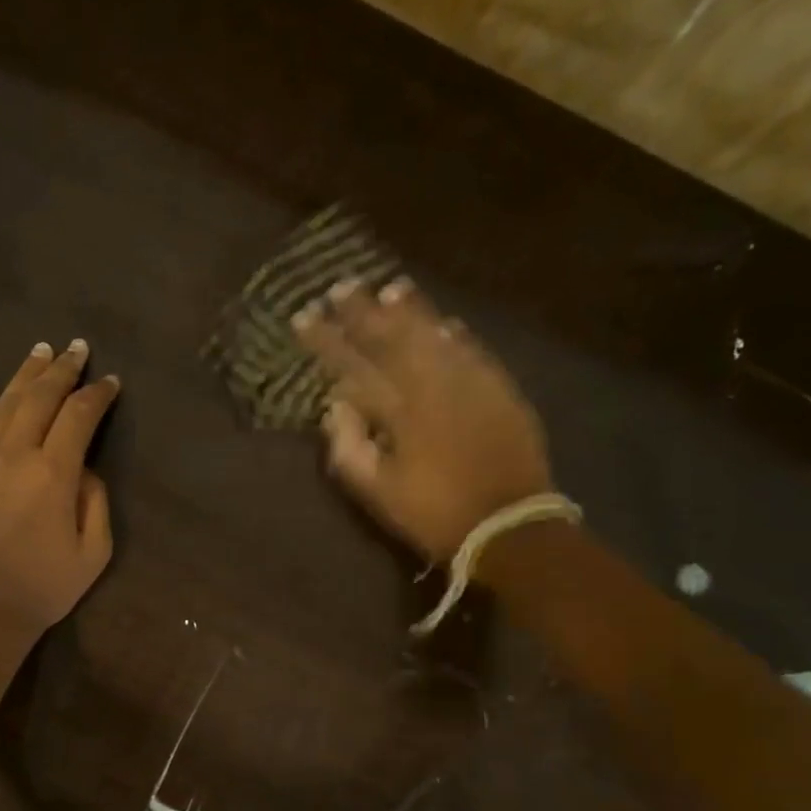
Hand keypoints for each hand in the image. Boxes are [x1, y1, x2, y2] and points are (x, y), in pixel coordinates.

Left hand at [0, 339, 118, 638]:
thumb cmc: (44, 589)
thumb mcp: (94, 553)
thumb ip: (95, 502)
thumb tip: (83, 470)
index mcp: (54, 473)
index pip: (80, 417)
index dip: (98, 395)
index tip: (110, 382)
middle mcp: (15, 455)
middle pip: (41, 398)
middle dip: (63, 369)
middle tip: (78, 349)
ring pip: (3, 405)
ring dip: (24, 374)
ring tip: (39, 350)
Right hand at [293, 278, 553, 562]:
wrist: (508, 523)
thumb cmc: (434, 513)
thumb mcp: (378, 492)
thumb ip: (349, 448)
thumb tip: (335, 407)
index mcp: (399, 411)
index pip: (353, 365)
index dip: (325, 340)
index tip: (302, 317)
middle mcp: (433, 384)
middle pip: (392, 339)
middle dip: (362, 312)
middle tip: (340, 287)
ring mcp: (470, 382)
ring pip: (433, 335)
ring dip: (409, 311)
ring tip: (388, 289)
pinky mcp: (499, 389)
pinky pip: (471, 349)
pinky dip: (453, 333)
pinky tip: (442, 321)